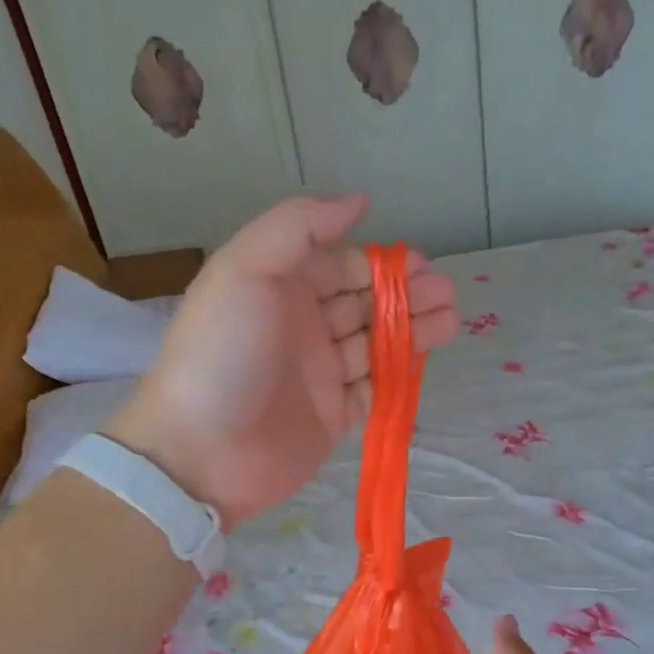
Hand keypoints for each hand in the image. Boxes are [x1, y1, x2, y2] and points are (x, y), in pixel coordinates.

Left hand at [104, 195, 457, 526]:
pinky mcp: (333, 416)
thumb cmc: (223, 353)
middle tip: (447, 294)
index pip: (339, 265)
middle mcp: (301, 327)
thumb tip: (358, 202)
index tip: (420, 266)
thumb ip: (298, 227)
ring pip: (375, 344)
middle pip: (364, 303)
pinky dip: (400, 374)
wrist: (202, 451)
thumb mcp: (245, 269)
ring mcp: (319, 374)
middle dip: (406, 295)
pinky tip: (425, 360)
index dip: (380, 264)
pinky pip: (375, 388)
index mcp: (279, 288)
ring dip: (413, 330)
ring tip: (451, 321)